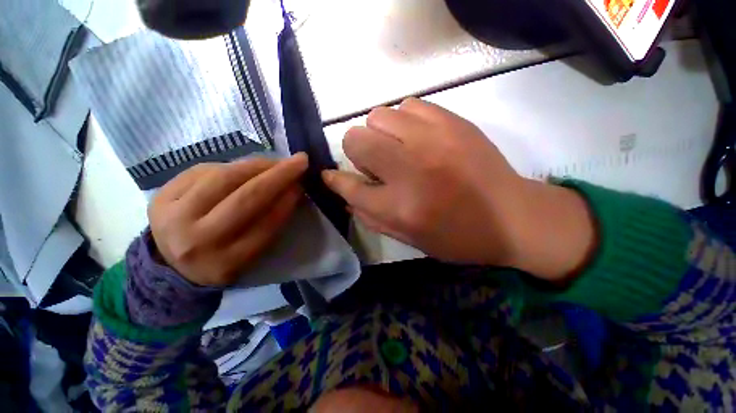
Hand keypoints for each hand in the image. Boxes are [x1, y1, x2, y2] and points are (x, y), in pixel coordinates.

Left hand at [148, 154, 307, 286]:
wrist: (172, 265)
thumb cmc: (222, 259)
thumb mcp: (250, 254)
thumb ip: (271, 224)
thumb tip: (290, 189)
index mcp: (227, 263)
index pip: (266, 225)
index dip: (287, 201)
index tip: (302, 184)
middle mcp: (198, 241)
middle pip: (245, 198)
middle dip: (278, 175)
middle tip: (299, 161)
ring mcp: (174, 217)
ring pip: (223, 178)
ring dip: (257, 165)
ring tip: (276, 161)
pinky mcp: (162, 197)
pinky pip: (203, 170)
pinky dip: (232, 165)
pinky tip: (247, 166)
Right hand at [323, 99, 595, 281]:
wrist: (513, 217)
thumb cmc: (457, 236)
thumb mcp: (409, 238)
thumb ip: (372, 216)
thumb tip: (345, 194)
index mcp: (400, 207)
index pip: (349, 187)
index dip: (335, 180)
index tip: (330, 175)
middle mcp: (410, 169)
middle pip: (355, 139)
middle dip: (357, 151)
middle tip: (377, 164)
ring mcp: (432, 140)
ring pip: (378, 116)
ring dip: (380, 134)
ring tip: (398, 149)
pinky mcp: (452, 121)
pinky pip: (408, 105)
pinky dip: (404, 121)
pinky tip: (417, 138)